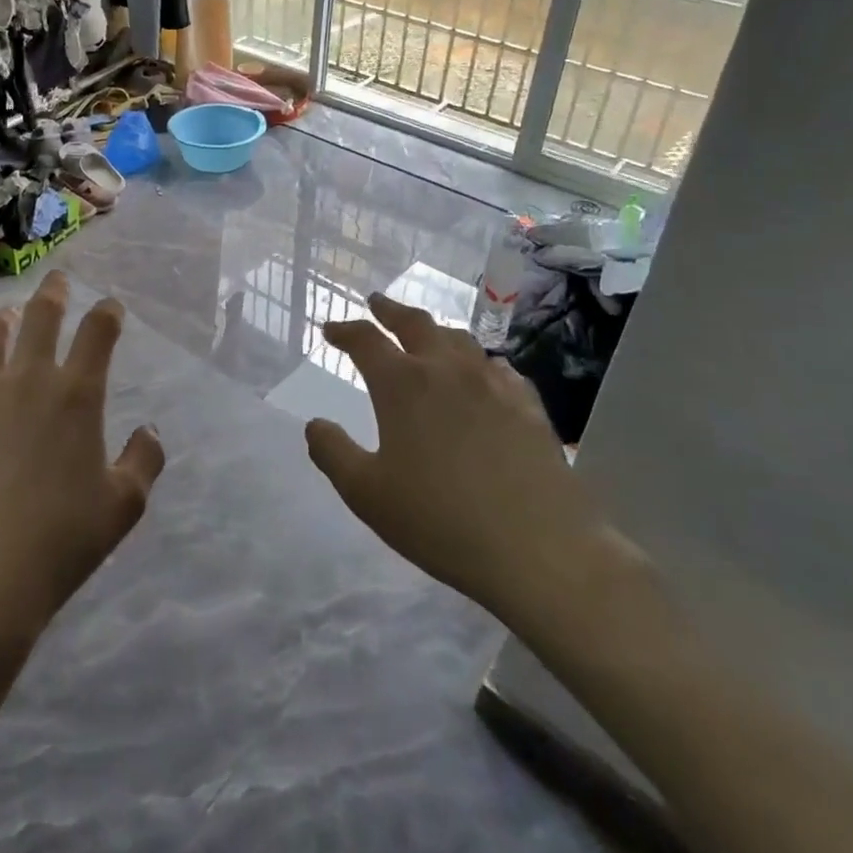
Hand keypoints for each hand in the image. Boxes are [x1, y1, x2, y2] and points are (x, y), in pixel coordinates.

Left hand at [0, 272, 164, 639]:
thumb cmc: (59, 542)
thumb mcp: (123, 507)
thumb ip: (144, 461)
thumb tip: (150, 430)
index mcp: (77, 395)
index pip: (98, 332)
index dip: (107, 312)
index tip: (110, 306)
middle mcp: (26, 379)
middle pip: (40, 316)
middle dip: (53, 292)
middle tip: (56, 280)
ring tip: (2, 319)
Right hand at [305, 293, 604, 634]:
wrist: (538, 549)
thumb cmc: (439, 520)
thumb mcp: (366, 493)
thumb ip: (333, 453)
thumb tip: (314, 425)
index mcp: (402, 384)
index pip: (365, 340)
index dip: (344, 330)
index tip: (331, 329)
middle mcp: (446, 370)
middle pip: (415, 323)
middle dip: (391, 310)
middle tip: (377, 303)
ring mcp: (493, 384)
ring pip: (459, 339)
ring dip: (434, 331)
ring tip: (425, 334)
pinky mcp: (528, 406)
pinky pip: (498, 368)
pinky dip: (478, 361)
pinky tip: (483, 373)